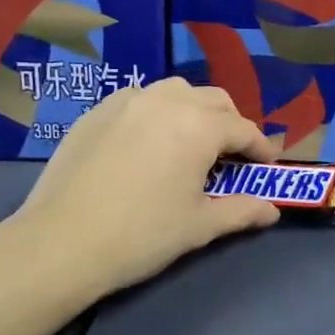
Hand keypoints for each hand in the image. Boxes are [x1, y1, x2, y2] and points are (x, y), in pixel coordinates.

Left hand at [9, 79, 279, 302]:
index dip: (260, 148)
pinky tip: (149, 141)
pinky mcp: (96, 112)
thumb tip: (272, 210)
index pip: (243, 129)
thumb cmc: (142, 235)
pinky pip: (139, 99)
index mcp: (198, 127)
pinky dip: (157, 111)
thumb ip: (242, 211)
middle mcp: (166, 101)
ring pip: (175, 91)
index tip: (266, 166)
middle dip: (231, 123)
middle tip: (232, 154)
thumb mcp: (200, 226)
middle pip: (214, 100)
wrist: (62, 243)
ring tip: (191, 141)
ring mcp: (127, 102)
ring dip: (195, 110)